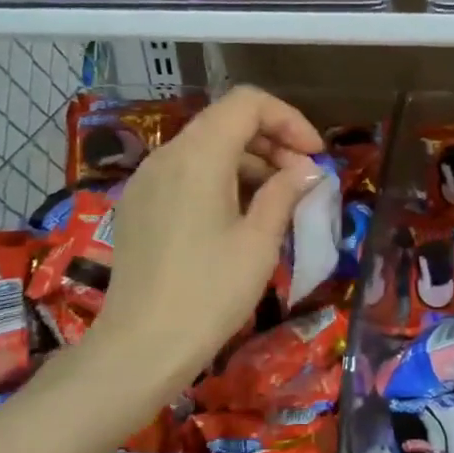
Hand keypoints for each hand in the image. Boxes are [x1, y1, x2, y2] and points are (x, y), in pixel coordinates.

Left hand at [87, 86, 324, 400]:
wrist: (140, 349)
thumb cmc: (209, 294)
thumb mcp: (259, 242)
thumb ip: (285, 194)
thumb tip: (307, 172)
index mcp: (198, 156)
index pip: (247, 103)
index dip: (288, 119)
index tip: (315, 156)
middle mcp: (167, 156)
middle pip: (225, 121)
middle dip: (272, 140)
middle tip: (303, 179)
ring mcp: (146, 180)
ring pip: (205, 147)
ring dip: (248, 161)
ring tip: (278, 199)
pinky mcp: (139, 205)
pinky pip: (185, 172)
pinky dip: (220, 178)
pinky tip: (240, 215)